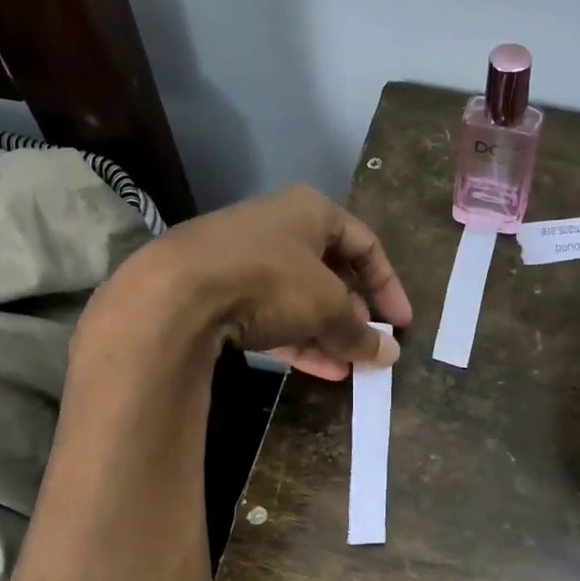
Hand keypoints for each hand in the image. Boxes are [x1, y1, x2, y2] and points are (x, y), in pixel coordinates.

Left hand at [87, 186, 411, 379]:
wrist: (177, 293)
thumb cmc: (270, 281)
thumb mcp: (328, 307)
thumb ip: (361, 331)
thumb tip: (390, 353)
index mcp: (311, 211)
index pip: (366, 245)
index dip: (389, 285)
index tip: (402, 322)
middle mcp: (278, 227)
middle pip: (330, 272)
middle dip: (354, 314)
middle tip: (370, 345)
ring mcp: (244, 258)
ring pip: (299, 298)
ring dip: (327, 333)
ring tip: (348, 367)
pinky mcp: (219, 289)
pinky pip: (270, 315)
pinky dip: (296, 339)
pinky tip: (317, 369)